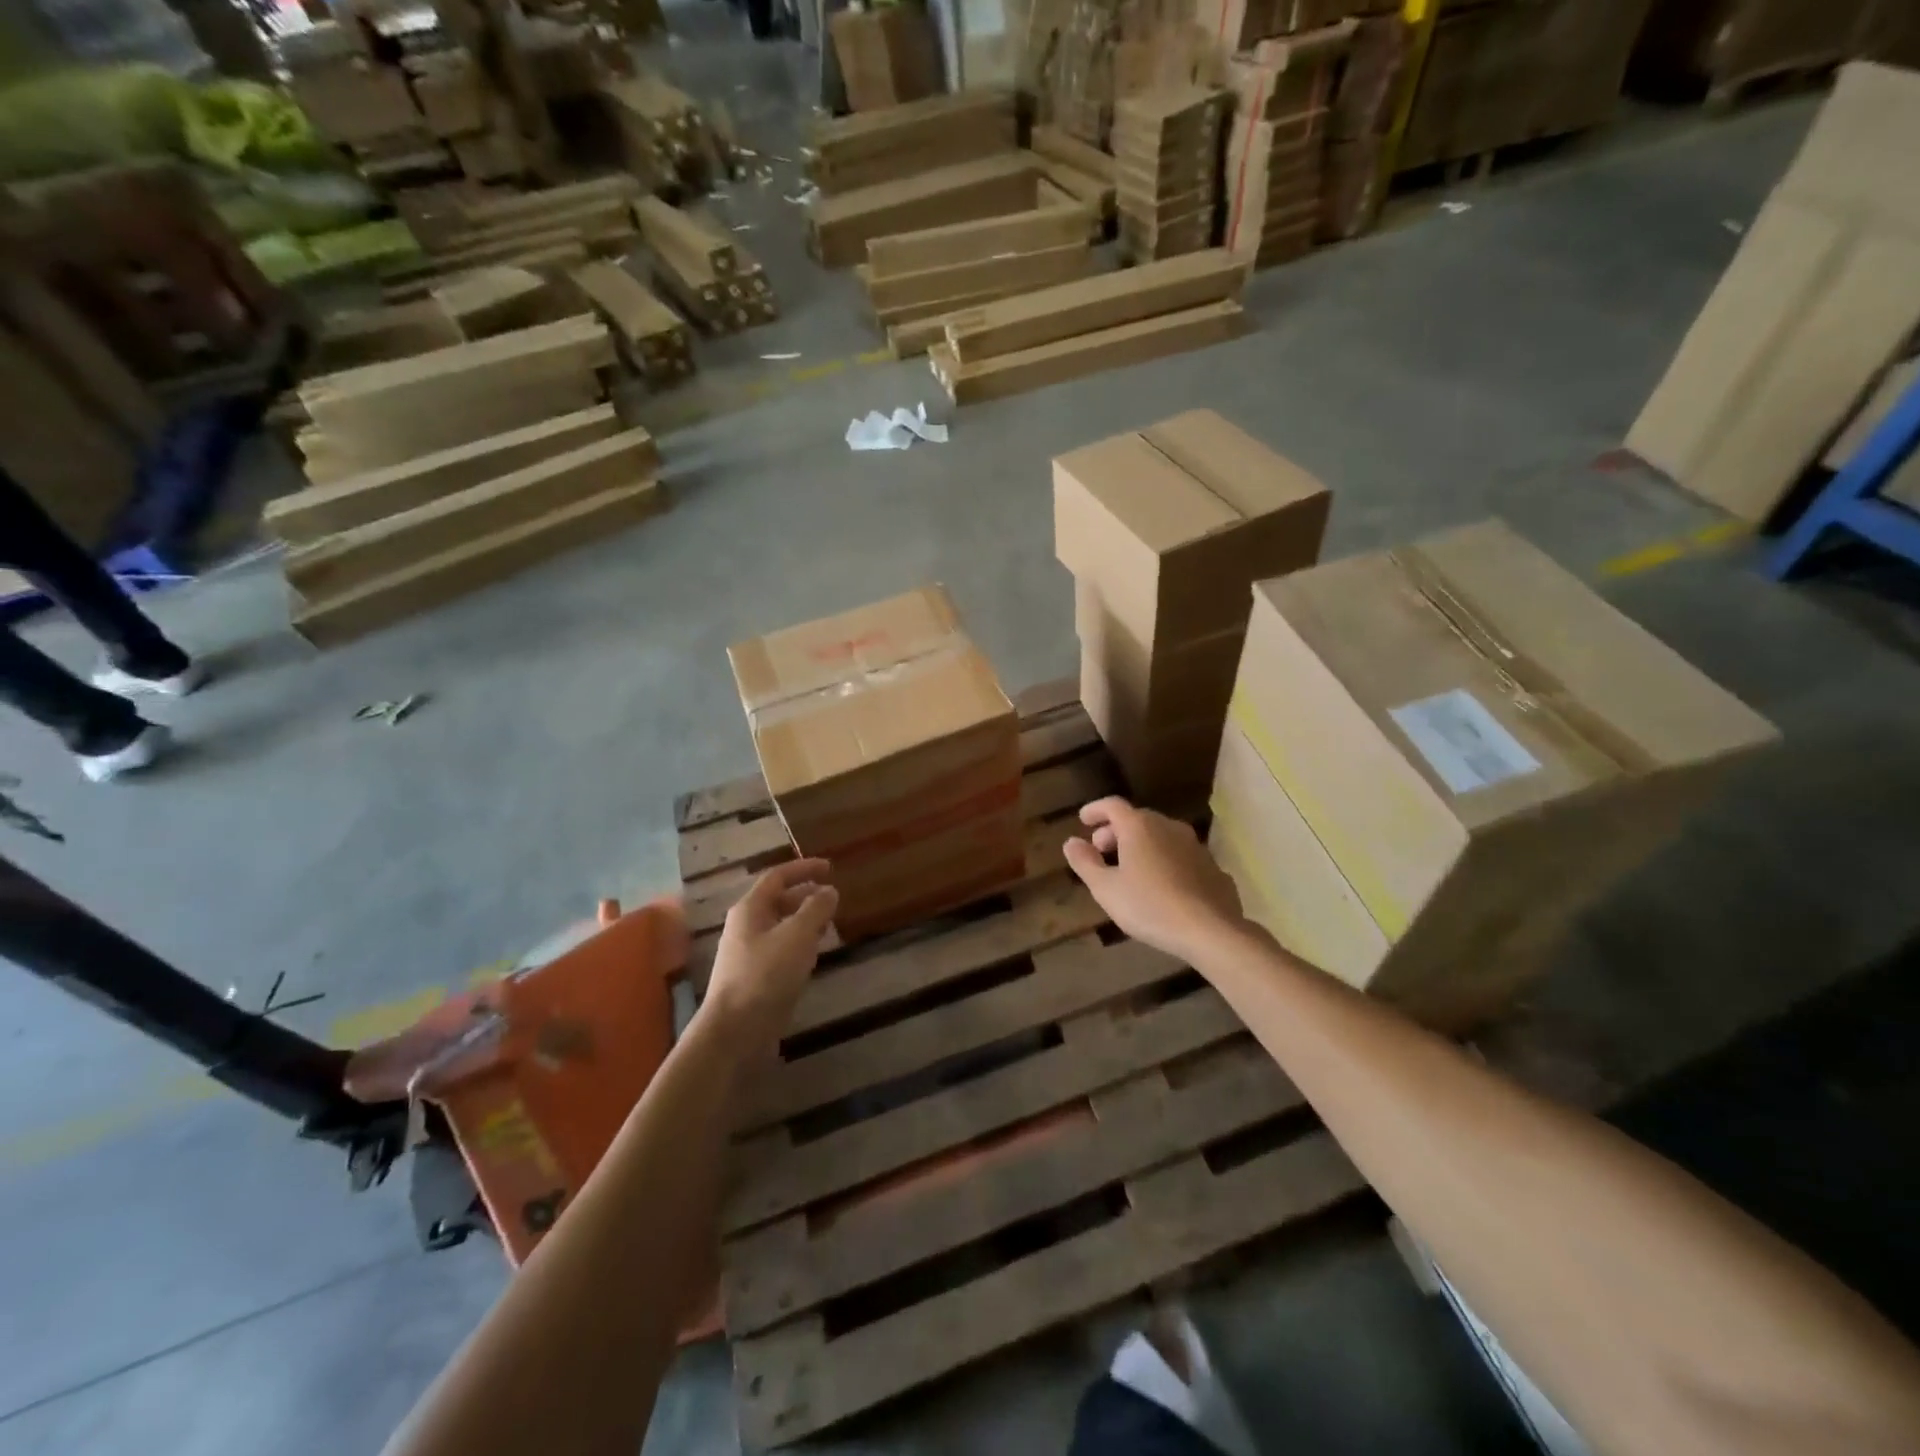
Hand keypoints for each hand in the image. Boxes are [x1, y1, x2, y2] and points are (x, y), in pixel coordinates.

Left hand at [704, 858, 837, 1040]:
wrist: (735, 1032)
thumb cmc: (766, 974)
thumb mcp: (798, 935)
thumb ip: (816, 908)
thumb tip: (829, 890)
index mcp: (750, 909)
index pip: (777, 876)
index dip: (804, 868)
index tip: (830, 867)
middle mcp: (746, 927)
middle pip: (778, 901)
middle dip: (806, 896)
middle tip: (834, 898)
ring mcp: (749, 955)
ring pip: (781, 927)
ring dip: (805, 922)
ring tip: (830, 924)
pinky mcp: (756, 979)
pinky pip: (781, 951)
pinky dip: (800, 946)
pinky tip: (815, 956)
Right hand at [1062, 798, 1243, 963]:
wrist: (1209, 929)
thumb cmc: (1149, 905)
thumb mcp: (1105, 888)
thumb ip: (1085, 862)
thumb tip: (1071, 842)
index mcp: (1139, 827)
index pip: (1112, 806)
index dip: (1095, 810)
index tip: (1083, 820)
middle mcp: (1168, 827)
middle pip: (1138, 819)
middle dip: (1116, 831)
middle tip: (1102, 850)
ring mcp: (1194, 845)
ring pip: (1161, 836)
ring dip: (1142, 845)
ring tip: (1130, 868)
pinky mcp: (1212, 866)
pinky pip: (1180, 856)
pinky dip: (1165, 861)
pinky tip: (1162, 884)